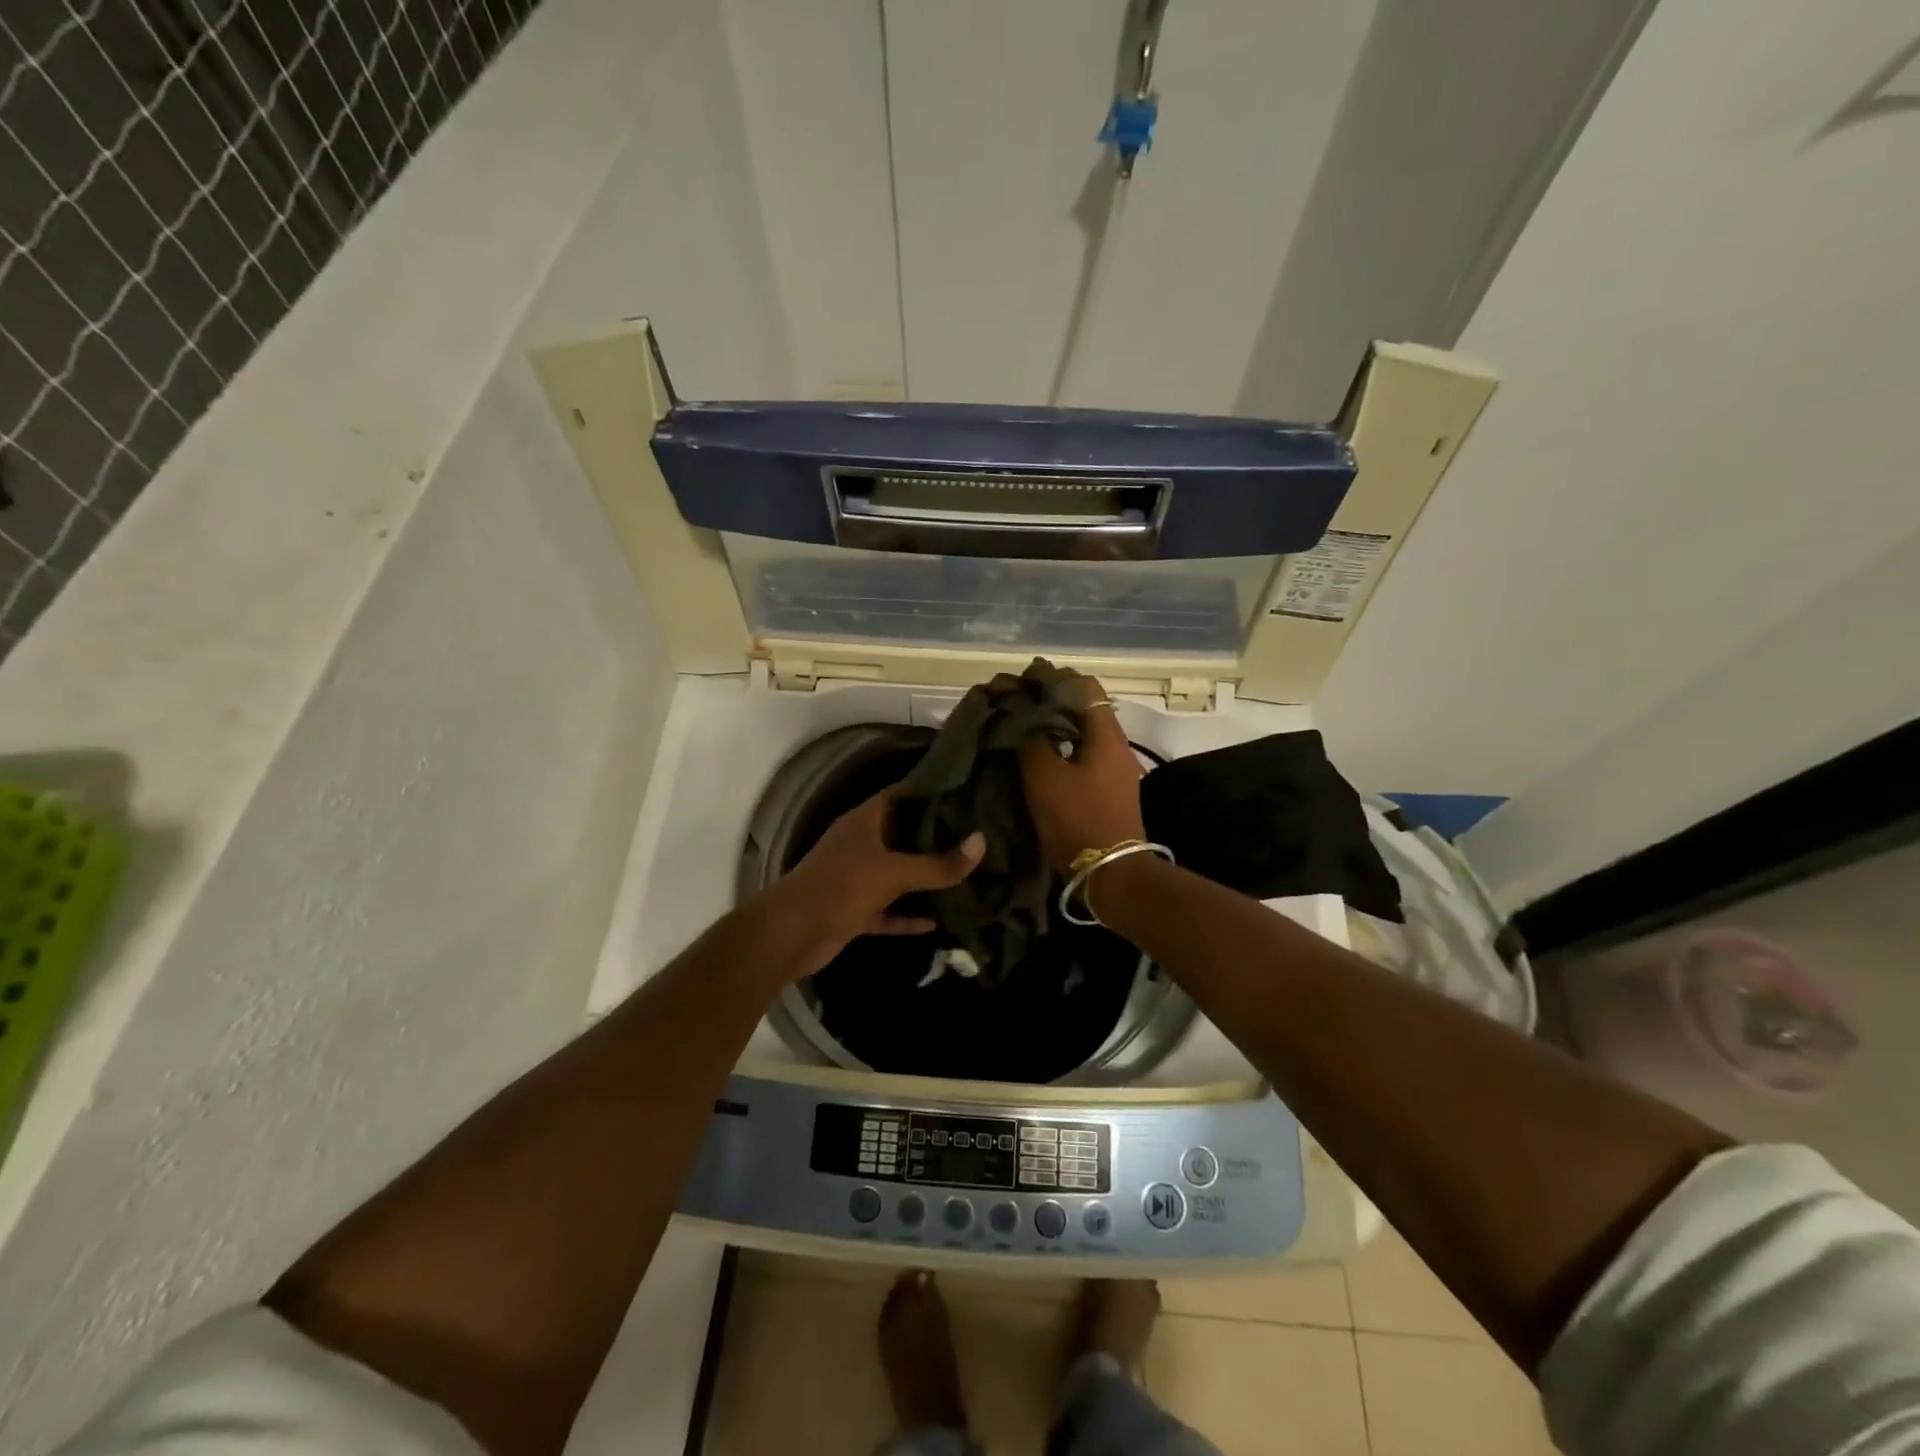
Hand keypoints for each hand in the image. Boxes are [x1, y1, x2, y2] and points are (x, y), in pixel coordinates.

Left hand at [765, 789, 984, 978]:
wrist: (793, 933)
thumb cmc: (842, 886)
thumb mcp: (895, 872)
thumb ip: (939, 864)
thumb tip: (981, 843)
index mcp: (864, 821)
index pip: (901, 795)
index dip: (929, 790)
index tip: (963, 790)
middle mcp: (860, 844)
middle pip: (901, 833)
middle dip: (934, 835)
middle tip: (974, 832)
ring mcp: (856, 878)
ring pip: (896, 874)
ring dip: (922, 878)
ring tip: (962, 872)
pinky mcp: (854, 910)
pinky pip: (888, 910)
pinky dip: (907, 916)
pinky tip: (937, 922)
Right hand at [1017, 673, 1145, 871]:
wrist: (1110, 874)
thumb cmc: (1077, 818)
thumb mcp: (1044, 777)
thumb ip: (1032, 741)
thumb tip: (1024, 722)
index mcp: (1106, 735)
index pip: (1085, 687)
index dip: (1055, 680)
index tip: (1025, 685)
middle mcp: (1116, 747)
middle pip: (1084, 711)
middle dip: (1051, 707)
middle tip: (1016, 711)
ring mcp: (1115, 771)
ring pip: (1082, 737)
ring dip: (1054, 732)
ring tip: (1021, 735)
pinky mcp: (1109, 792)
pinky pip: (1083, 759)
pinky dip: (1061, 753)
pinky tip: (1037, 763)